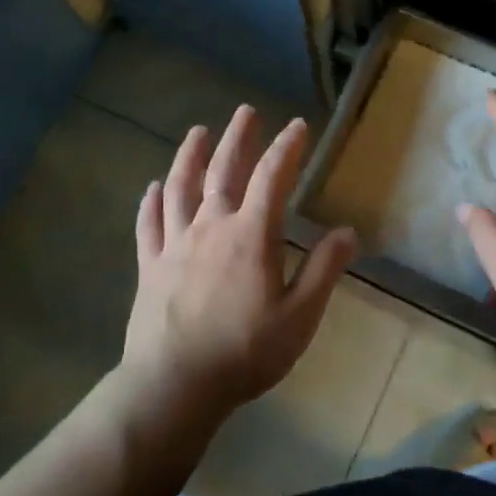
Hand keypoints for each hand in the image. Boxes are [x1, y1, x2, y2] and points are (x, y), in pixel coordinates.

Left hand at [123, 106, 356, 415]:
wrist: (175, 384)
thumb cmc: (245, 352)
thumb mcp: (299, 317)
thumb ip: (324, 271)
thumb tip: (347, 232)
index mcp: (251, 235)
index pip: (272, 178)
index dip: (287, 148)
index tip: (298, 126)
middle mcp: (211, 227)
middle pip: (223, 170)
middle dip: (238, 138)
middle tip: (246, 111)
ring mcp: (175, 244)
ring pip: (180, 187)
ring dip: (190, 156)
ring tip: (198, 132)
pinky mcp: (149, 265)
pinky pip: (148, 224)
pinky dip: (150, 201)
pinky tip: (152, 187)